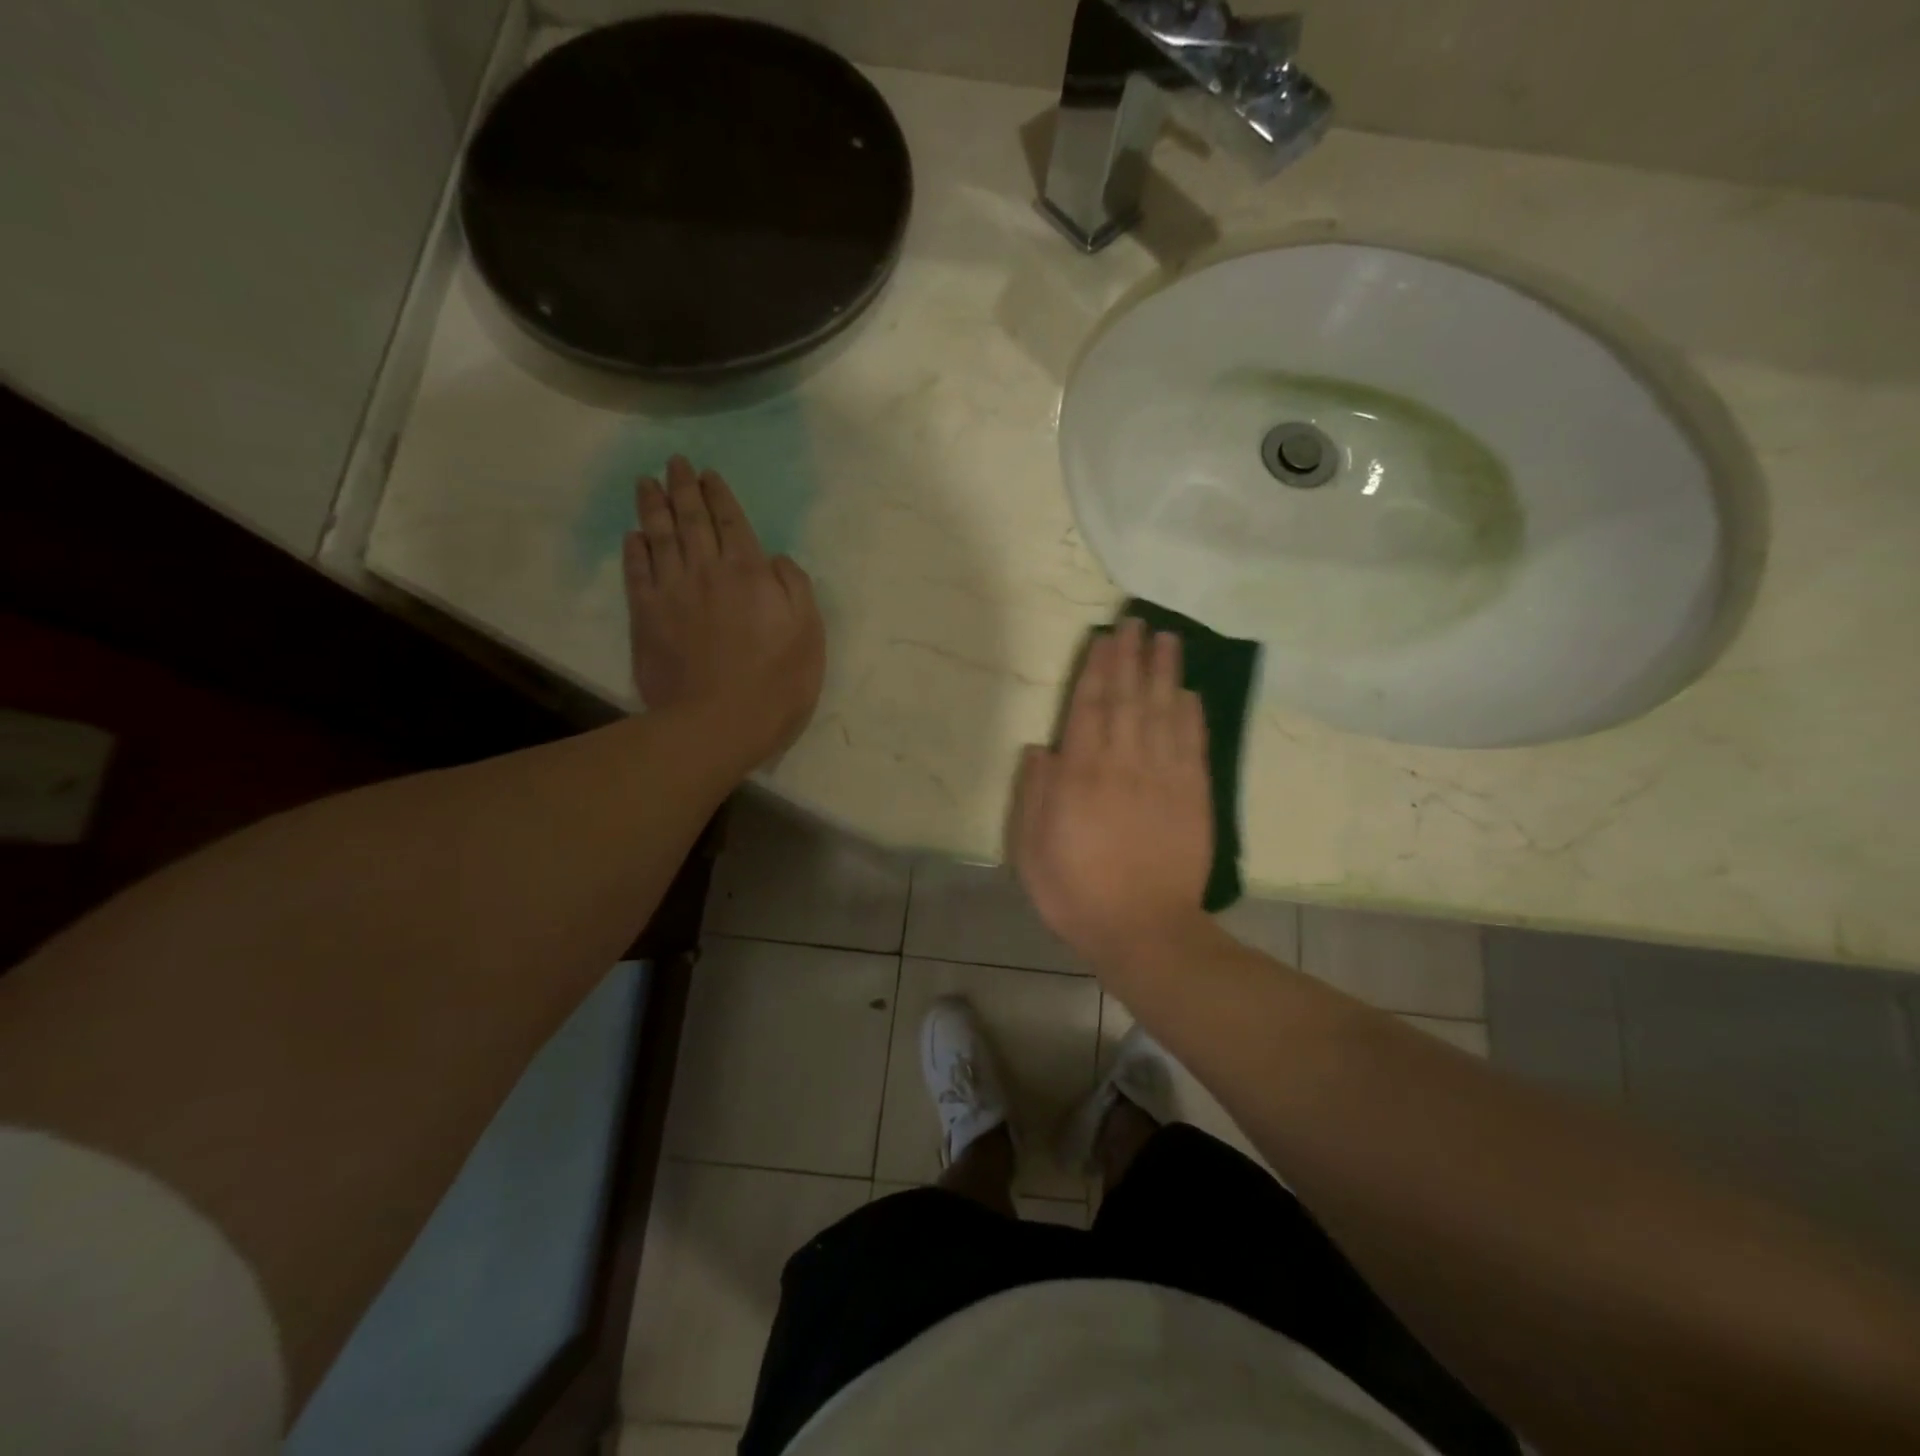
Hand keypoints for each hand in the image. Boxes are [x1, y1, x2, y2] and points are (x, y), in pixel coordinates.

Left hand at [624, 456, 824, 768]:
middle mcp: (707, 571)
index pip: (733, 522)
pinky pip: (637, 572)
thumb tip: (775, 558)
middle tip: (674, 462)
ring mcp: (672, 592)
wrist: (718, 723)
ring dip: (653, 506)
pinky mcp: (646, 617)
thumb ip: (795, 588)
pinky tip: (632, 535)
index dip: (720, 495)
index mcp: (750, 573)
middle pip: (693, 520)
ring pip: (660, 537)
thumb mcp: (809, 634)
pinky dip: (634, 550)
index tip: (708, 474)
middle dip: (684, 488)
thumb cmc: (776, 683)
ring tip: (646, 481)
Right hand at [1010, 618, 1215, 976]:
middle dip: (1131, 657)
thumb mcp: (1032, 850)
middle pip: (1128, 698)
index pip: (1089, 707)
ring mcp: (1164, 777)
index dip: (1097, 669)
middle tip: (1137, 623)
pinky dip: (1192, 714)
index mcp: (1081, 775)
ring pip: (1164, 711)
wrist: (1144, 930)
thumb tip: (1042, 747)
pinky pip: (1193, 744)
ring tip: (1167, 639)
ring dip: (1164, 672)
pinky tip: (1190, 692)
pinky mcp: (1194, 795)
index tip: (1104, 637)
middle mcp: (1123, 763)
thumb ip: (1036, 794)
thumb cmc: (1077, 891)